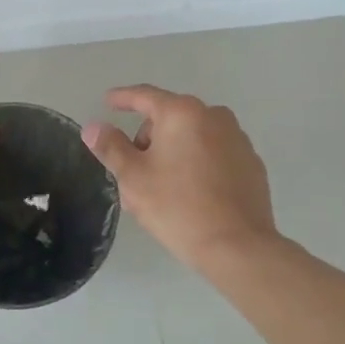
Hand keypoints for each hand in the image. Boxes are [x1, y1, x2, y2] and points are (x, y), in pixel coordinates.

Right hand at [83, 86, 277, 269]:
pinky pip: (214, 153)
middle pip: (169, 117)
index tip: (107, 102)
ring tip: (161, 187)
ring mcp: (237, 139)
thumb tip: (93, 127)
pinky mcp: (251, 163)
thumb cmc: (178, 207)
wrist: (238, 247)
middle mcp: (214, 116)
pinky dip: (197, 163)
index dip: (122, 98)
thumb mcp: (133, 178)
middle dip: (148, 138)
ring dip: (172, 151)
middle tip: (133, 171)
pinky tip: (191, 193)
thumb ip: (111, 147)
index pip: (144, 96)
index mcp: (182, 113)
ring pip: (192, 136)